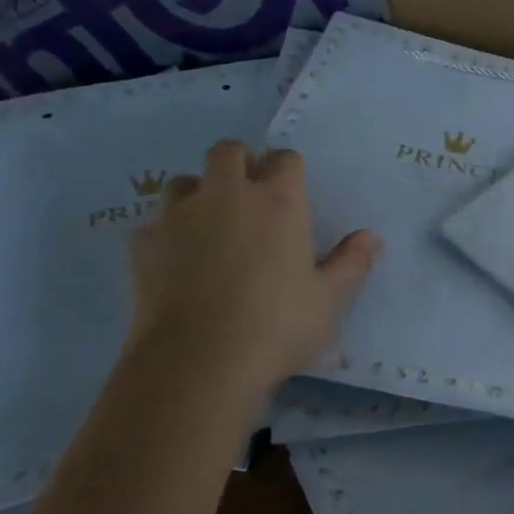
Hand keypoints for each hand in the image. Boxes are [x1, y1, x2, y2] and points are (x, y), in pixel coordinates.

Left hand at [128, 141, 379, 389]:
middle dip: (240, 163)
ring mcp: (178, 216)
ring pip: (184, 181)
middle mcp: (226, 195)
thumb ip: (351, 263)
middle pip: (228, 151)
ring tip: (210, 225)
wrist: (198, 361)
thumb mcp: (329, 300)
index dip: (289, 170)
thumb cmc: (277, 326)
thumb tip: (371, 238)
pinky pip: (155, 222)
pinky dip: (167, 232)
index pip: (285, 158)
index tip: (293, 193)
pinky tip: (177, 260)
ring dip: (200, 192)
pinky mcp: (143, 244)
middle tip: (250, 197)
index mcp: (278, 201)